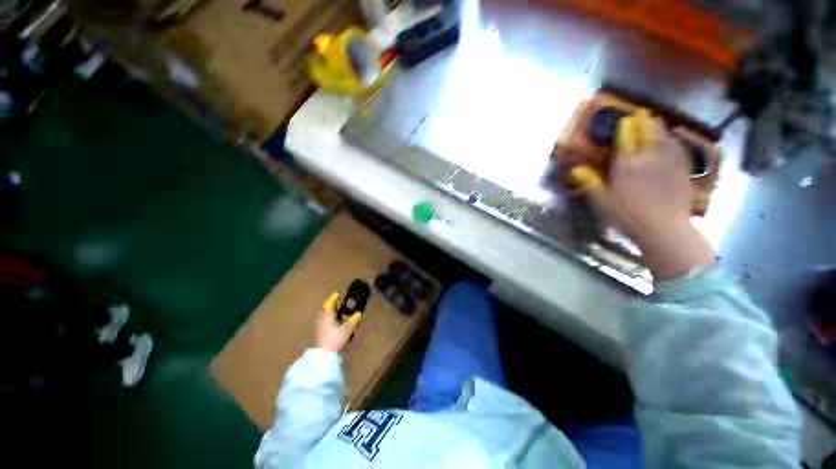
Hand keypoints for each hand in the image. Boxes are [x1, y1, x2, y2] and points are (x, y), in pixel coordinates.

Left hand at [315, 292, 361, 352]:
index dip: (334, 297)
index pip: (329, 303)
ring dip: (330, 312)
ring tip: (337, 312)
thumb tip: (358, 313)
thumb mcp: (347, 329)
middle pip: (326, 308)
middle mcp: (321, 318)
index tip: (338, 294)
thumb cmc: (335, 338)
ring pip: (324, 315)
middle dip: (332, 304)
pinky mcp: (318, 333)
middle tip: (339, 303)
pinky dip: (328, 318)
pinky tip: (333, 323)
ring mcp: (318, 326)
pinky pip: (323, 321)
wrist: (324, 355)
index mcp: (327, 315)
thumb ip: (353, 320)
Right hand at [585, 116, 715, 279]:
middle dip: (643, 122)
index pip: (626, 140)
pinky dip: (675, 140)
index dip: (625, 128)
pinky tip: (673, 137)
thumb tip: (576, 169)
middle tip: (642, 113)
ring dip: (659, 127)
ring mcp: (668, 163)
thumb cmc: (628, 217)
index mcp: (626, 167)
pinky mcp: (682, 171)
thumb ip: (590, 183)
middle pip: (647, 134)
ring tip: (656, 120)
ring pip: (664, 138)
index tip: (624, 119)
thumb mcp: (602, 202)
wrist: (664, 229)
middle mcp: (648, 159)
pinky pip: (678, 149)